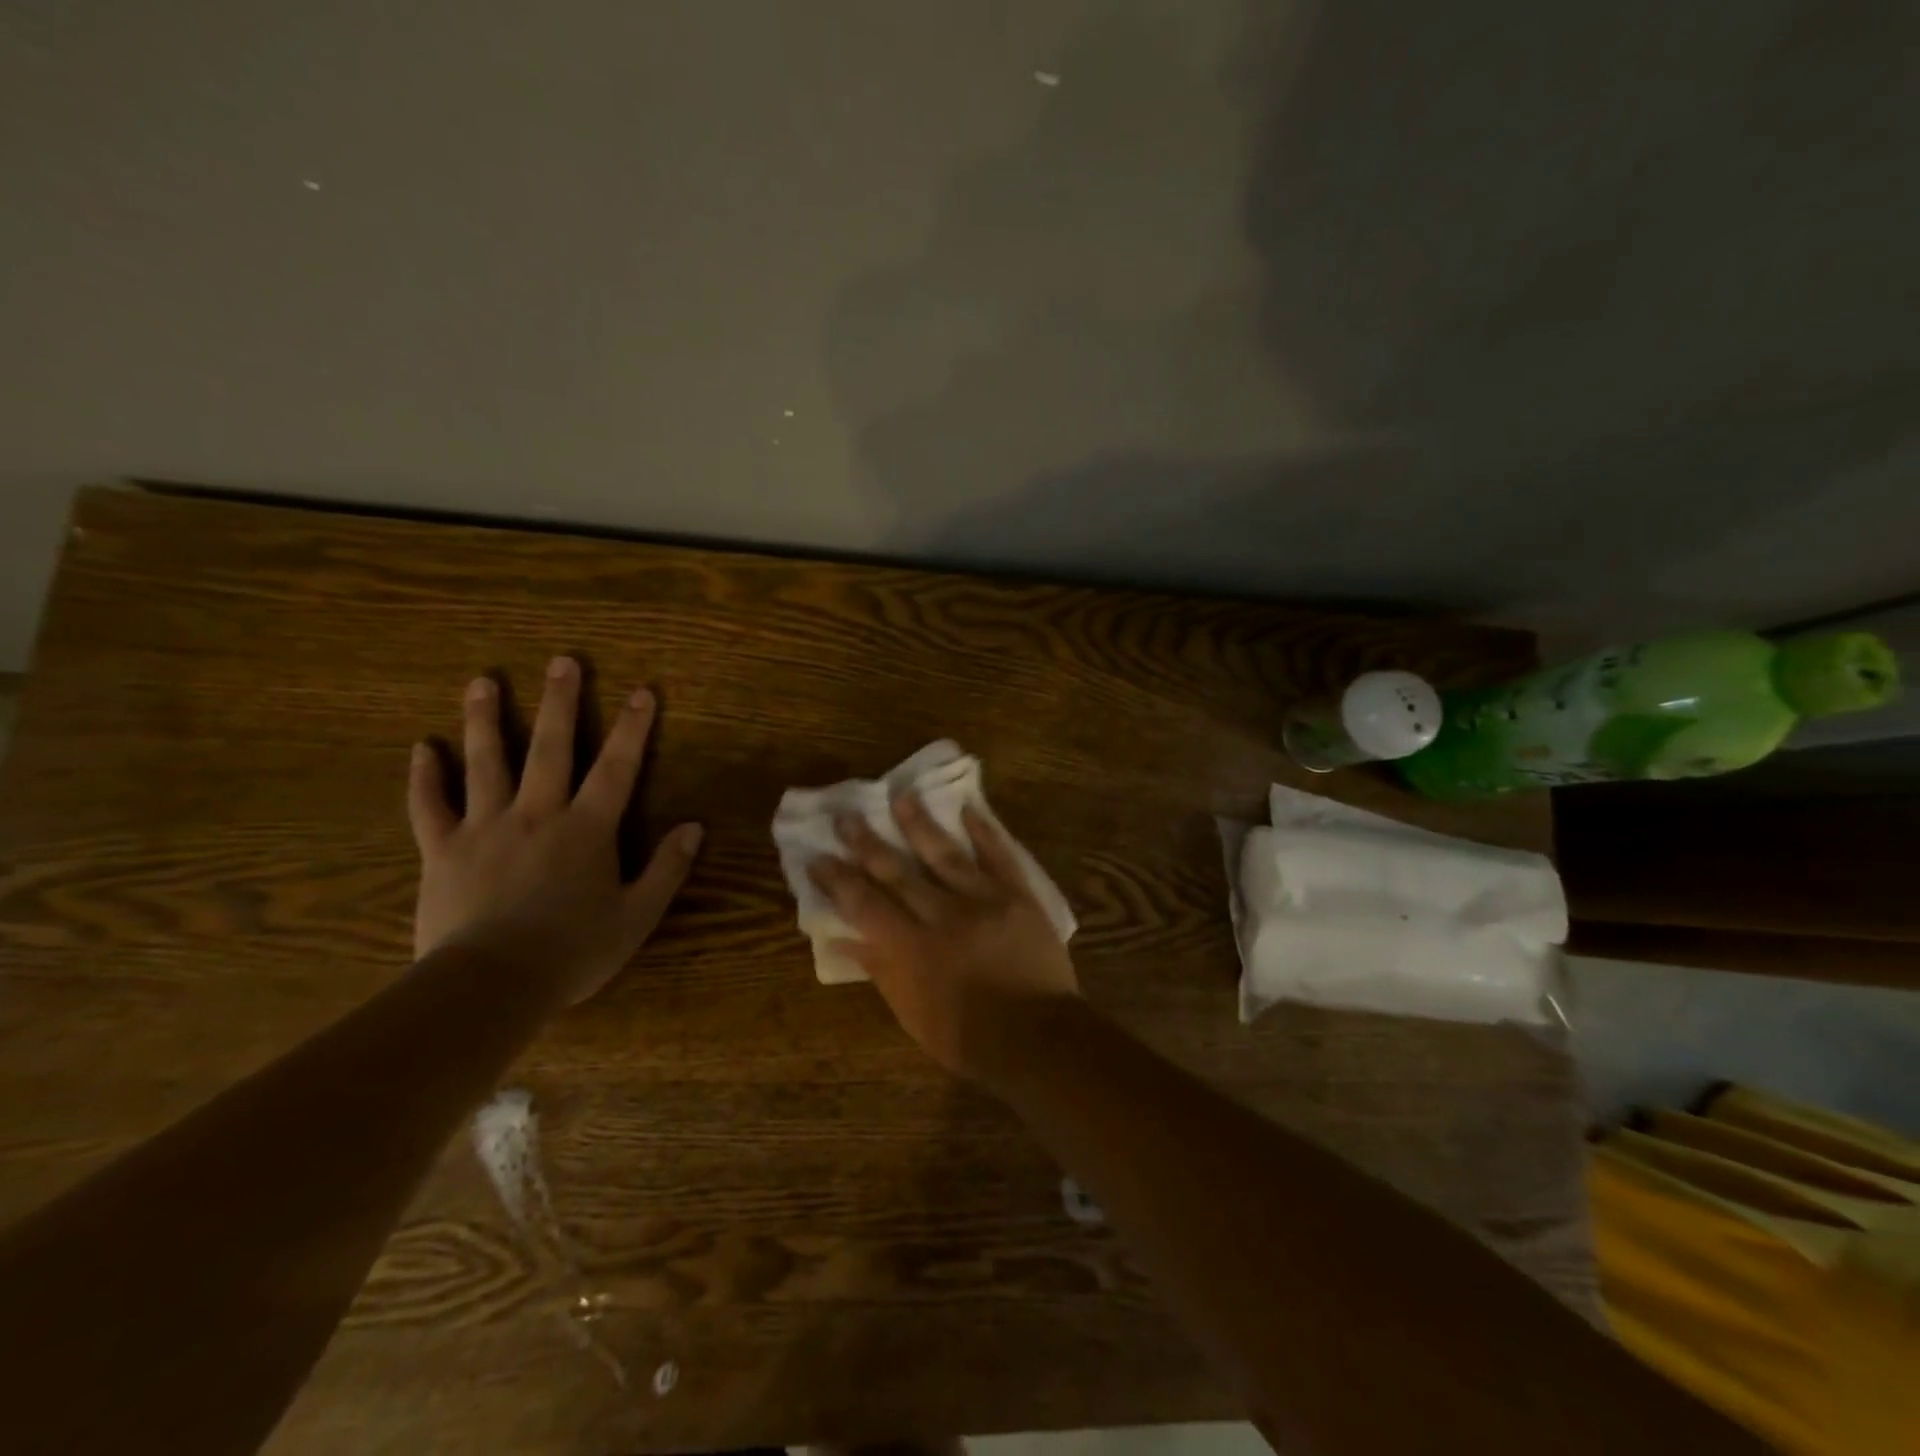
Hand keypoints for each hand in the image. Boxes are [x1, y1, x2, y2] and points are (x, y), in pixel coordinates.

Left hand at [407, 656, 703, 1005]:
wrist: (490, 985)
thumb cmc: (573, 950)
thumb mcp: (637, 916)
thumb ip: (667, 869)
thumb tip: (694, 827)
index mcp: (587, 829)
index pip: (617, 767)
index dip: (633, 728)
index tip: (642, 691)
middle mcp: (537, 814)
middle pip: (550, 748)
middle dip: (560, 702)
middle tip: (562, 661)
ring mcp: (485, 828)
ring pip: (486, 762)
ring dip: (486, 719)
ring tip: (484, 681)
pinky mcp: (442, 851)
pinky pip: (429, 806)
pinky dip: (425, 777)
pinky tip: (423, 748)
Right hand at [808, 795, 1078, 1084]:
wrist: (1038, 1037)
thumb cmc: (968, 1036)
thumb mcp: (913, 1014)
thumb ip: (880, 970)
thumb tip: (844, 939)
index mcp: (912, 947)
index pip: (864, 904)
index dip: (839, 879)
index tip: (818, 856)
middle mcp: (943, 914)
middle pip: (898, 871)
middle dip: (868, 842)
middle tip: (846, 815)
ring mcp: (983, 900)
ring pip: (945, 853)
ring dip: (920, 824)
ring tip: (901, 795)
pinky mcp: (1018, 895)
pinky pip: (999, 856)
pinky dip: (984, 831)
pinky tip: (969, 808)